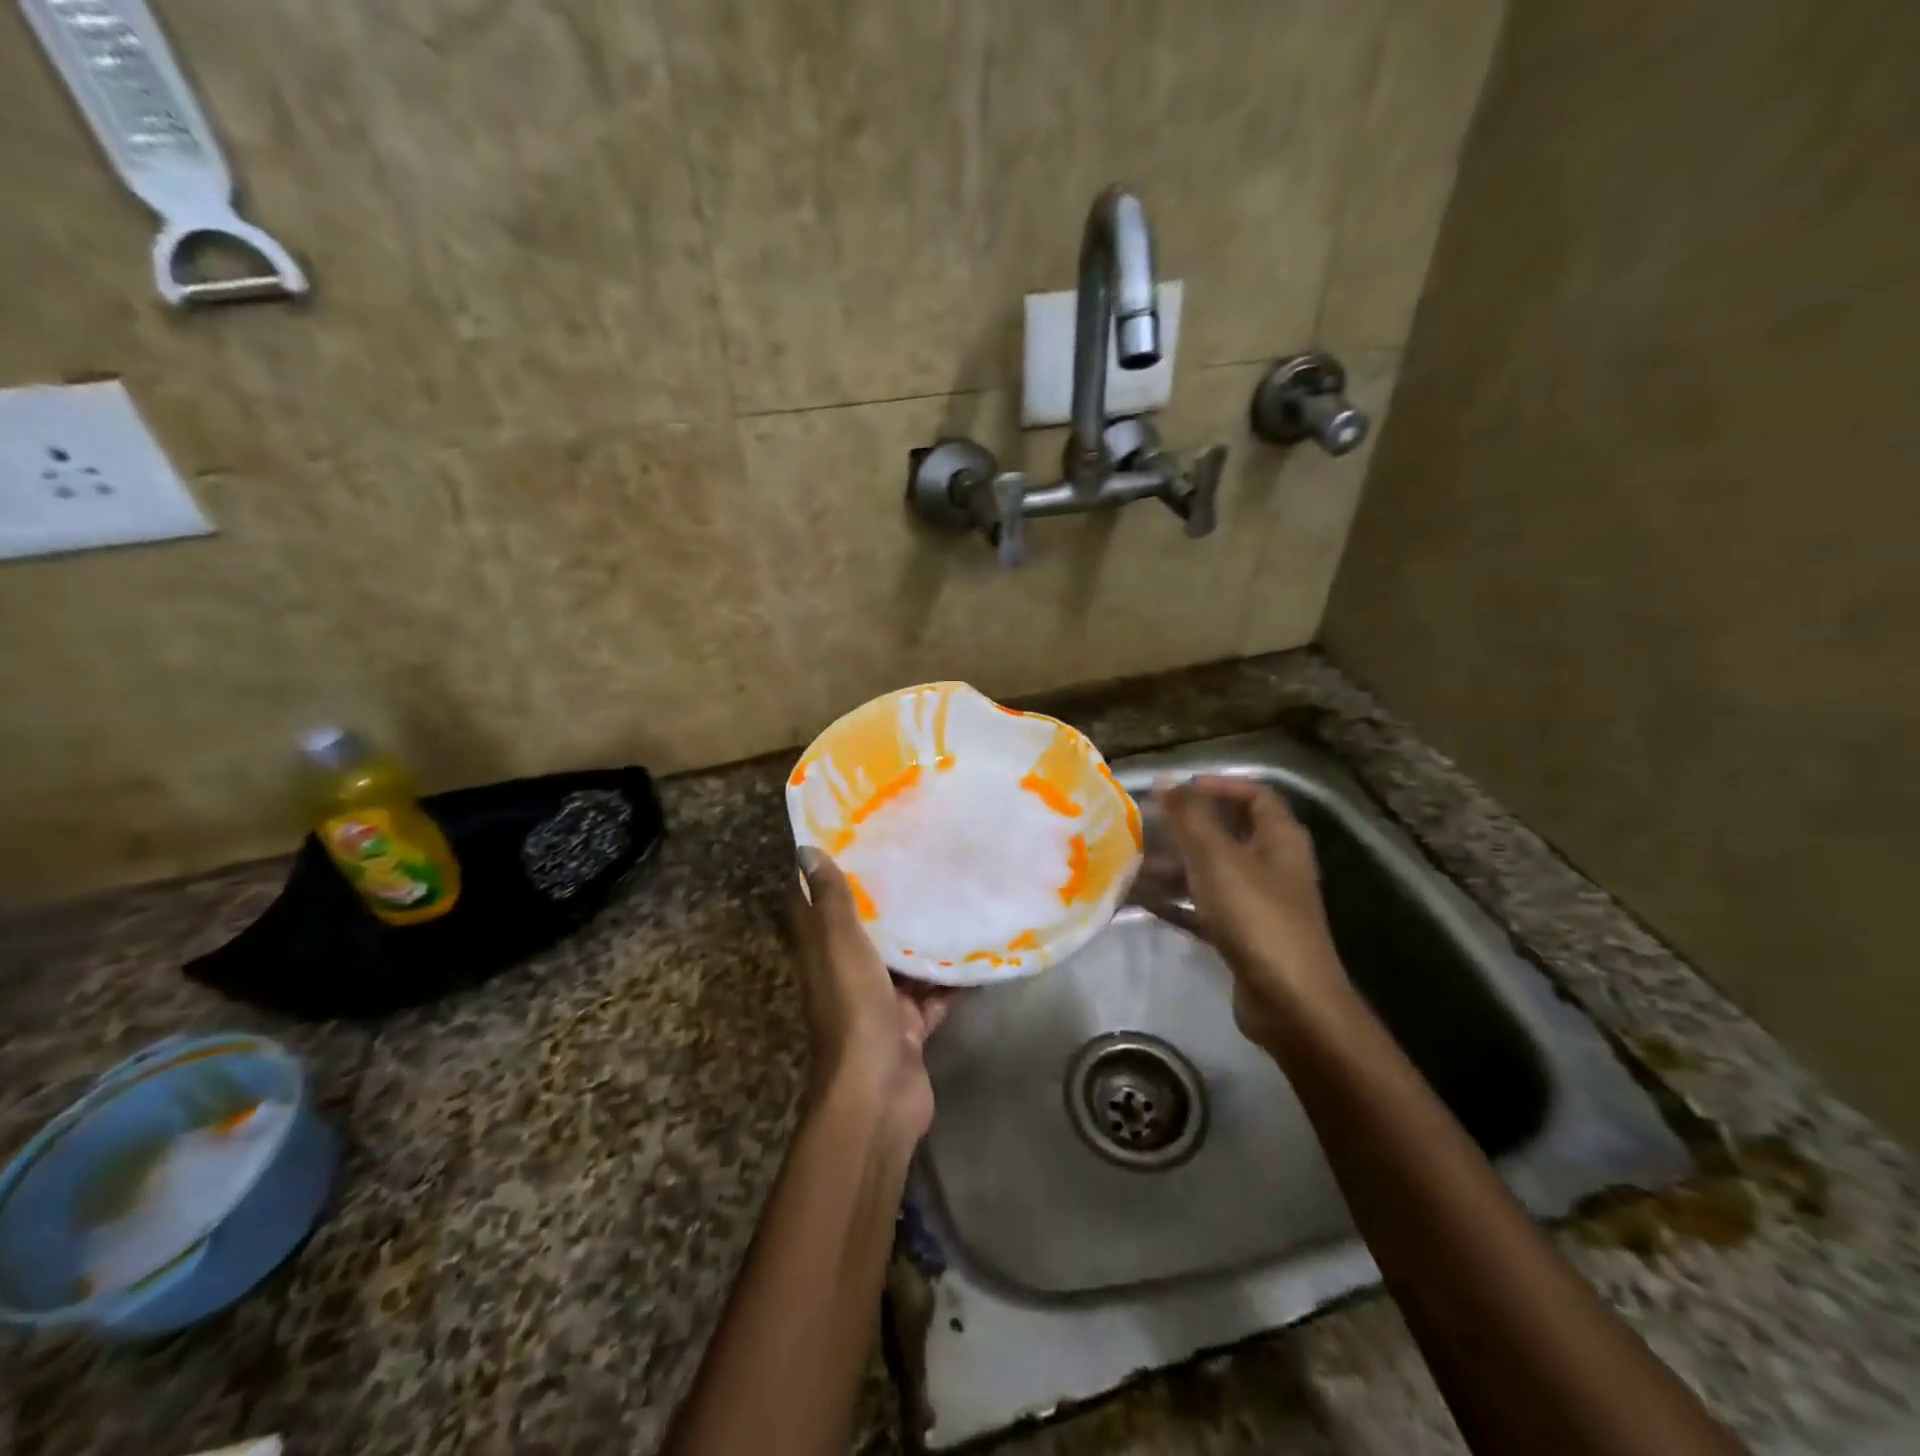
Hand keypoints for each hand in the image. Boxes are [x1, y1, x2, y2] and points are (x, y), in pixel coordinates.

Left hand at [792, 847, 952, 1139]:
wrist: (878, 1093)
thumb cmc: (854, 1009)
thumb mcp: (840, 946)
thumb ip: (830, 901)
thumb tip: (805, 849)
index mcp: (824, 953)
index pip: (818, 905)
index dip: (830, 873)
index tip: (857, 835)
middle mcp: (848, 973)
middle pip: (867, 930)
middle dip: (890, 900)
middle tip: (921, 857)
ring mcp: (881, 1001)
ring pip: (905, 961)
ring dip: (925, 936)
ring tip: (957, 893)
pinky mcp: (911, 1025)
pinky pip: (935, 992)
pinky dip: (953, 977)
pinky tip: (979, 948)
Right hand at [1152, 775, 1350, 1049]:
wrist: (1290, 1002)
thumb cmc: (1256, 916)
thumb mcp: (1217, 859)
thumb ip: (1189, 817)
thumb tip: (1165, 781)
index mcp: (1279, 840)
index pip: (1255, 795)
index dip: (1220, 785)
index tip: (1179, 789)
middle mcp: (1273, 866)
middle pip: (1226, 835)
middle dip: (1183, 830)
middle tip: (1142, 827)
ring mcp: (1259, 904)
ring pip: (1210, 873)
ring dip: (1172, 867)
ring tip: (1130, 866)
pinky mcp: (1244, 936)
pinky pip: (1204, 909)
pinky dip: (1176, 902)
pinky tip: (1142, 902)